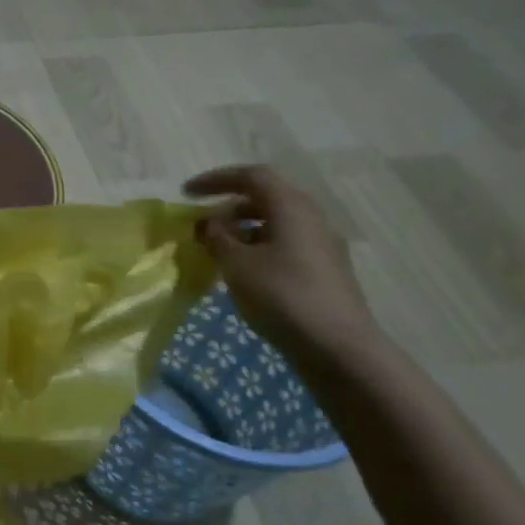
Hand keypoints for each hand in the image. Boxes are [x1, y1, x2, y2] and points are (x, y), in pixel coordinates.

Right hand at [183, 165, 378, 361]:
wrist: (337, 347)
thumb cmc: (282, 296)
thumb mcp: (237, 265)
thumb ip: (217, 238)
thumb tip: (209, 223)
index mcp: (291, 207)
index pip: (251, 176)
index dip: (216, 179)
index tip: (186, 193)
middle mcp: (311, 218)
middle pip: (265, 198)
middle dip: (229, 207)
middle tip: (202, 225)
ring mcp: (321, 245)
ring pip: (275, 224)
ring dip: (242, 230)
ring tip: (217, 251)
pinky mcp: (324, 270)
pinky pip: (284, 245)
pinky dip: (258, 248)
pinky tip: (242, 273)